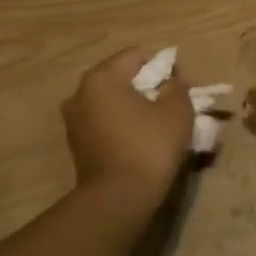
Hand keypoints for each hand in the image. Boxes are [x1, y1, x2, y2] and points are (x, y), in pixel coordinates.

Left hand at [61, 49, 195, 217]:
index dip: (163, 68)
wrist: (118, 200)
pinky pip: (105, 123)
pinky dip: (123, 126)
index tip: (180, 89)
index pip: (137, 56)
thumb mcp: (177, 111)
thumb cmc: (149, 146)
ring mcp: (74, 120)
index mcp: (102, 77)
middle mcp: (80, 93)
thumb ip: (178, 86)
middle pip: (122, 78)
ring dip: (135, 108)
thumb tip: (173, 80)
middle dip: (148, 88)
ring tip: (158, 127)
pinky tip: (140, 143)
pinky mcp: (77, 145)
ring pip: (112, 102)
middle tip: (172, 107)